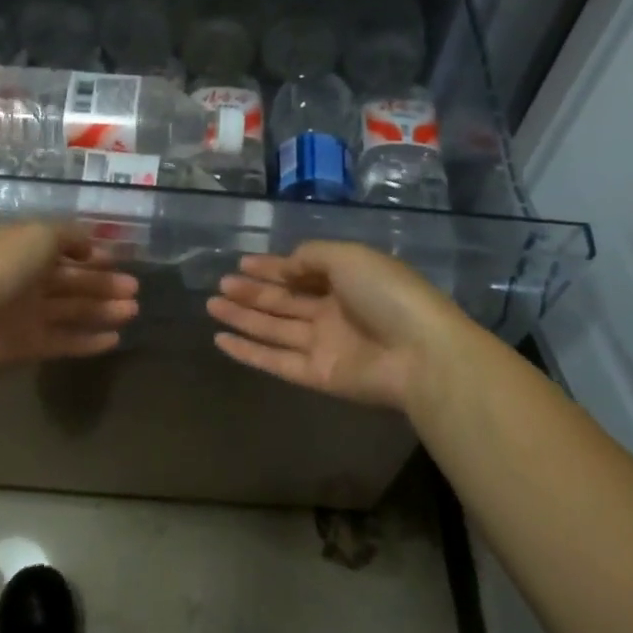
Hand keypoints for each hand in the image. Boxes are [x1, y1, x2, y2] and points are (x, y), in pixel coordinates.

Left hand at [0, 223, 139, 381]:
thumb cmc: (1, 267)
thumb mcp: (39, 235)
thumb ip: (69, 236)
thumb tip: (90, 245)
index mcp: (22, 248)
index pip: (61, 249)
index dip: (89, 253)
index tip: (117, 259)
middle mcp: (24, 279)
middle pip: (70, 281)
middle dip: (103, 283)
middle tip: (135, 289)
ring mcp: (25, 314)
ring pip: (71, 311)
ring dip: (102, 310)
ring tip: (133, 311)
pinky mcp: (27, 347)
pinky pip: (63, 341)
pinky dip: (88, 341)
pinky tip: (115, 339)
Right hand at [207, 241, 472, 410]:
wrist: (421, 353)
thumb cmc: (387, 295)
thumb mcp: (349, 257)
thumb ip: (312, 257)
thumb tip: (285, 266)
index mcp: (345, 280)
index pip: (301, 272)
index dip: (272, 267)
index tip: (242, 262)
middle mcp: (332, 312)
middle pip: (284, 301)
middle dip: (252, 291)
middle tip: (220, 284)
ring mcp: (324, 345)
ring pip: (274, 328)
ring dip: (243, 317)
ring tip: (211, 305)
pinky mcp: (316, 375)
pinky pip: (275, 361)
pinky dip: (248, 352)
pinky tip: (220, 340)